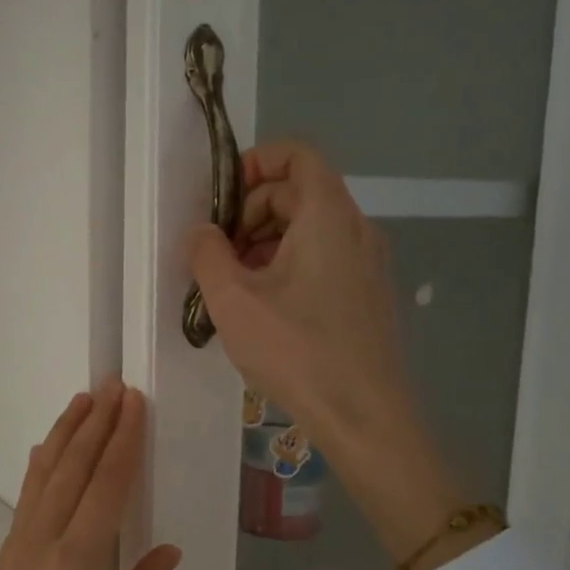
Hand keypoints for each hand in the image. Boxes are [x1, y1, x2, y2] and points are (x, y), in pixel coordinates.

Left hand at [0, 381, 180, 569]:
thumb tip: (166, 548)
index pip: (105, 489)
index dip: (123, 442)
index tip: (134, 402)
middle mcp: (40, 549)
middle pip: (71, 472)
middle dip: (94, 425)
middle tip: (113, 384)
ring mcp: (14, 556)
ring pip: (42, 480)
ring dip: (64, 437)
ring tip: (81, 402)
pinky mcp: (1, 569)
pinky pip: (26, 502)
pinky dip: (40, 469)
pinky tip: (43, 455)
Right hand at [189, 141, 466, 559]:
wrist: (364, 415)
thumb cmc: (296, 351)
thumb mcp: (234, 301)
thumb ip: (208, 254)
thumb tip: (201, 232)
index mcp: (328, 216)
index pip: (297, 154)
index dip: (255, 163)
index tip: (220, 200)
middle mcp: (356, 229)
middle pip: (300, 192)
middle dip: (251, 212)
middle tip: (218, 254)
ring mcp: (368, 264)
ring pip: (310, 229)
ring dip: (265, 243)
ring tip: (234, 286)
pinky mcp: (367, 295)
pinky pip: (324, 259)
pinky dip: (288, 266)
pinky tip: (264, 309)